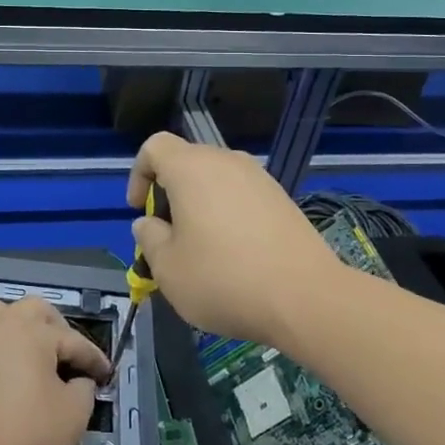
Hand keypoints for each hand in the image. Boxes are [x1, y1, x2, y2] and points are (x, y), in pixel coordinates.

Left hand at [0, 297, 110, 444]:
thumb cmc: (23, 439)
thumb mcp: (72, 419)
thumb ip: (84, 390)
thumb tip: (79, 380)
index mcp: (32, 332)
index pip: (73, 340)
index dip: (94, 359)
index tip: (106, 374)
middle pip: (34, 310)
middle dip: (57, 328)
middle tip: (68, 356)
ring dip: (18, 325)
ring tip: (29, 351)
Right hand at [128, 132, 341, 346]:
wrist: (306, 298)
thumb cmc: (223, 279)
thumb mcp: (167, 269)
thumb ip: (149, 238)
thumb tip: (150, 223)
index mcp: (191, 168)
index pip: (155, 146)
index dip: (139, 174)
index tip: (141, 211)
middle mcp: (227, 161)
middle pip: (187, 162)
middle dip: (170, 194)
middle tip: (169, 237)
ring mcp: (260, 178)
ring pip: (216, 180)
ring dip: (201, 206)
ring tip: (203, 250)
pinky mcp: (282, 199)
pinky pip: (242, 196)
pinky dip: (229, 215)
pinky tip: (236, 255)